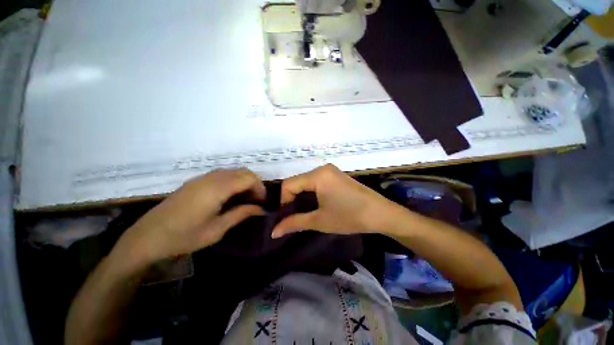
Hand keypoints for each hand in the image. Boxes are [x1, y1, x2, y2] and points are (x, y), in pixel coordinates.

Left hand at [116, 169, 265, 266]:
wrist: (153, 234)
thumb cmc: (186, 236)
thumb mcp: (216, 230)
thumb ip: (239, 215)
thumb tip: (259, 209)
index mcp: (217, 187)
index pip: (247, 177)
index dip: (260, 188)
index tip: (264, 205)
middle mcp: (209, 177)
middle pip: (238, 171)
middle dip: (252, 184)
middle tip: (256, 205)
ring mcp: (199, 178)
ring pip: (227, 172)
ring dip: (239, 183)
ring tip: (242, 204)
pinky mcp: (192, 183)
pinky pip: (216, 176)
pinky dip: (227, 184)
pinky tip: (225, 201)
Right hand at [271, 164, 402, 237]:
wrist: (381, 215)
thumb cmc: (349, 217)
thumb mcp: (319, 221)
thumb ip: (294, 223)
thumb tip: (273, 232)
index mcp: (317, 175)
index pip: (288, 185)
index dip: (283, 202)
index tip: (287, 219)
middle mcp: (323, 168)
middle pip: (297, 182)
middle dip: (292, 201)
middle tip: (293, 219)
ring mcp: (332, 172)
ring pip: (307, 183)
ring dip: (302, 199)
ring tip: (304, 216)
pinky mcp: (339, 178)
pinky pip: (318, 184)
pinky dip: (312, 195)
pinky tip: (317, 209)